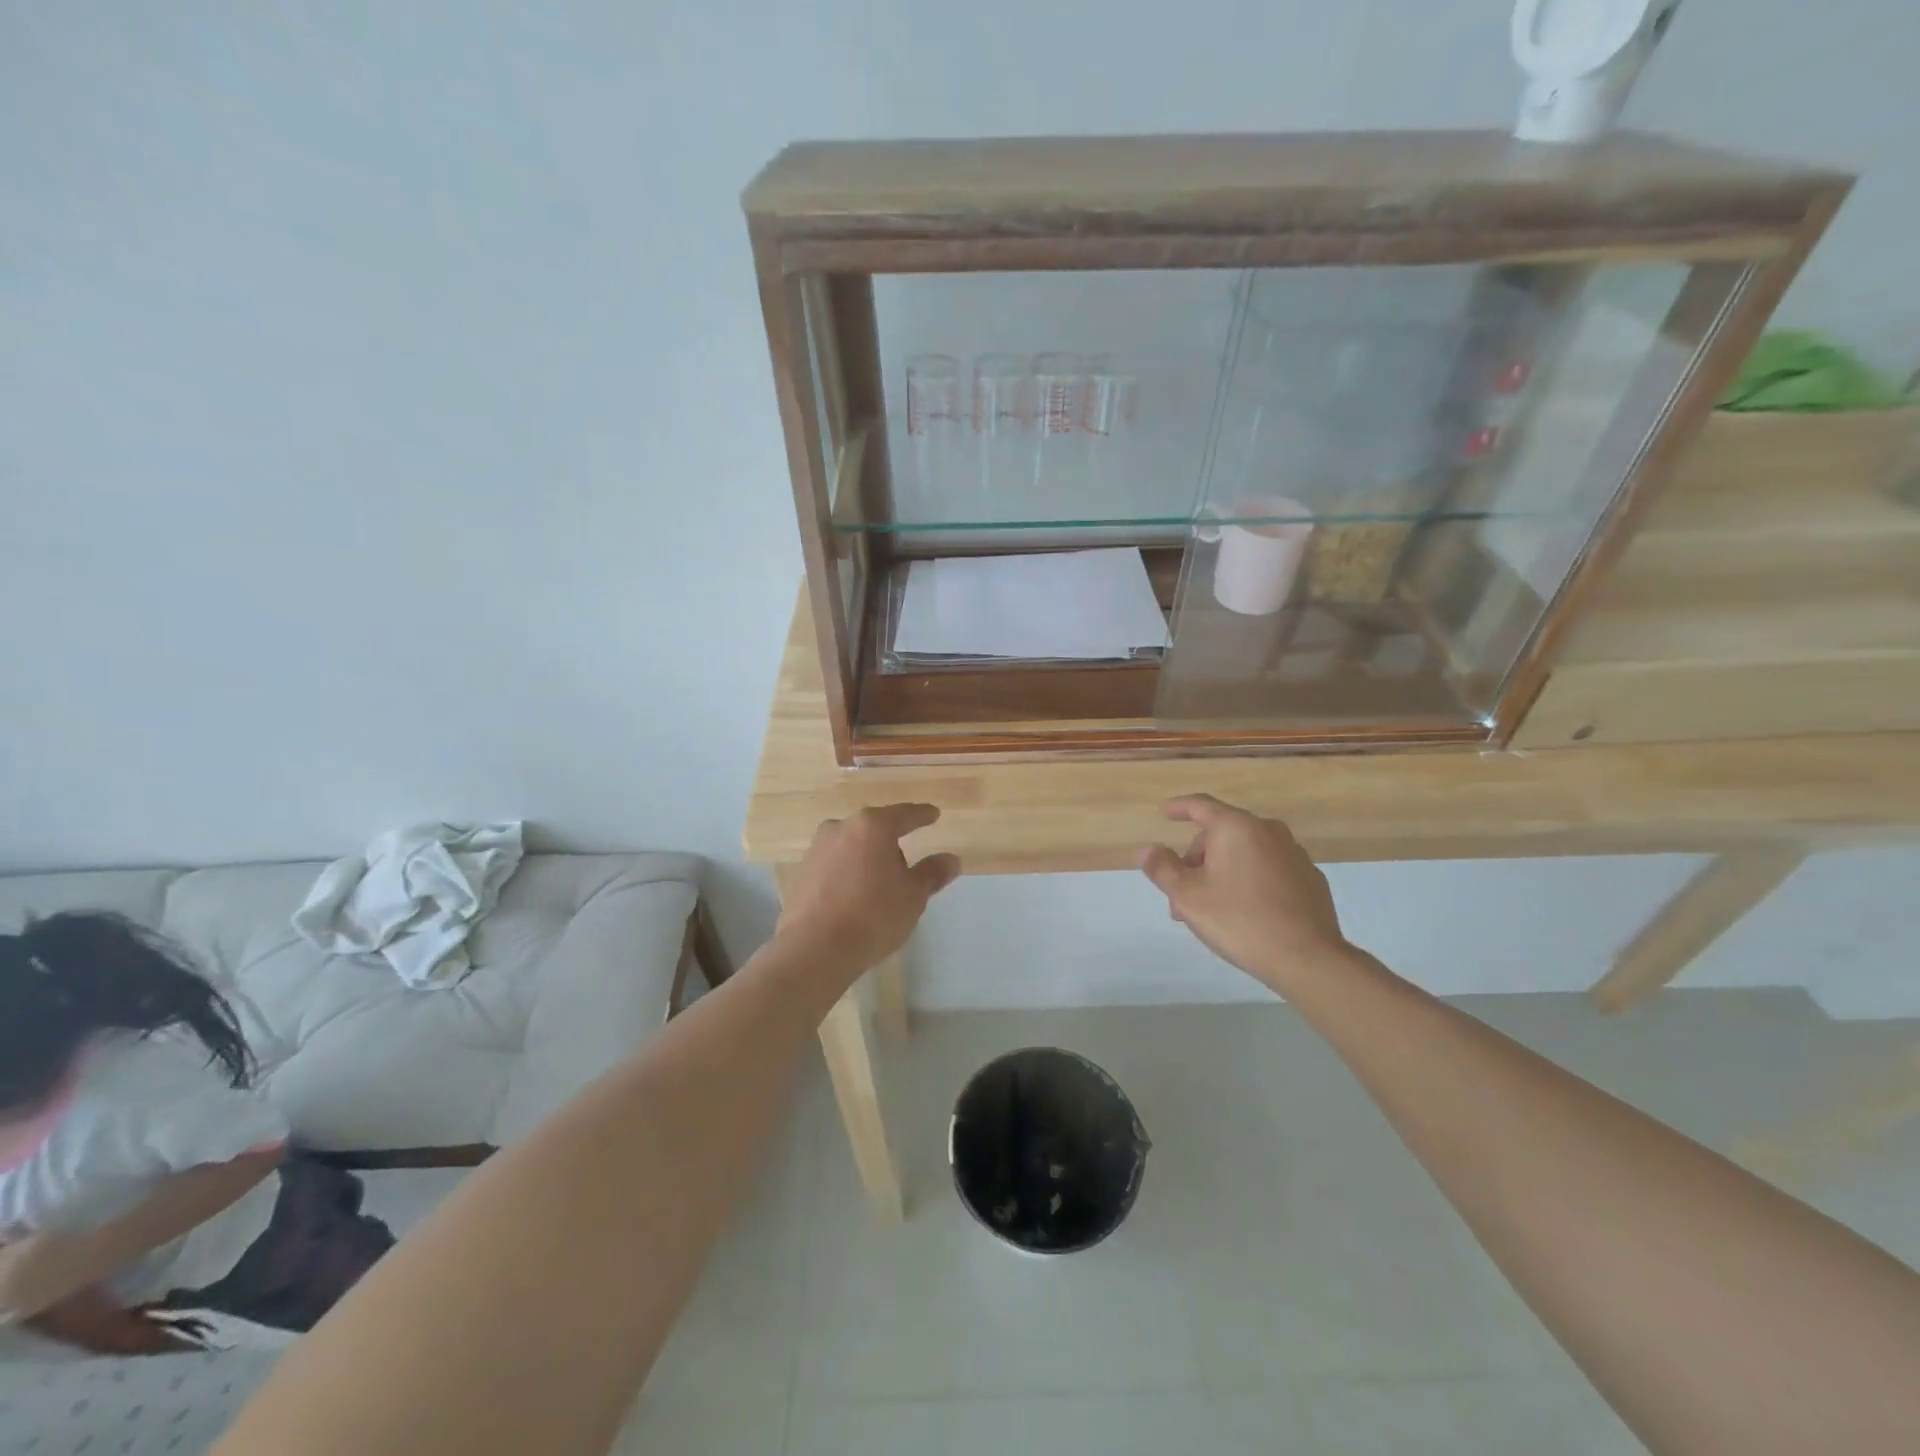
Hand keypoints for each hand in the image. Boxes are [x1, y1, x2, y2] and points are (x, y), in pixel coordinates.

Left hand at [777, 805, 960, 977]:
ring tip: (879, 886)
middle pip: (874, 829)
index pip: (904, 814)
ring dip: (866, 859)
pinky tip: (854, 898)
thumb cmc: (873, 915)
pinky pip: (833, 866)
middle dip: (890, 842)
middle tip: (906, 866)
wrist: (815, 949)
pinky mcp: (800, 874)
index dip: (921, 816)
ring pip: (851, 847)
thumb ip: (932, 873)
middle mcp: (840, 828)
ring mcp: (816, 850)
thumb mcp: (913, 895)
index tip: (933, 815)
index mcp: (872, 826)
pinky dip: (847, 874)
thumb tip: (951, 860)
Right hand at [1139, 794, 1350, 990]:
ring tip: (1210, 908)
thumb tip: (1148, 850)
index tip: (1164, 811)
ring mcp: (1294, 854)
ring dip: (1222, 872)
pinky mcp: (1310, 879)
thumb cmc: (1239, 920)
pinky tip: (1245, 911)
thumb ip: (1163, 869)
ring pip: (1245, 854)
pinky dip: (1249, 880)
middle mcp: (1268, 831)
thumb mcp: (1187, 896)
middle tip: (1181, 894)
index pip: (1201, 805)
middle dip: (1197, 859)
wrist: (1308, 958)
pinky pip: (1268, 869)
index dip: (1179, 807)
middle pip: (1222, 834)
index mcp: (1236, 828)